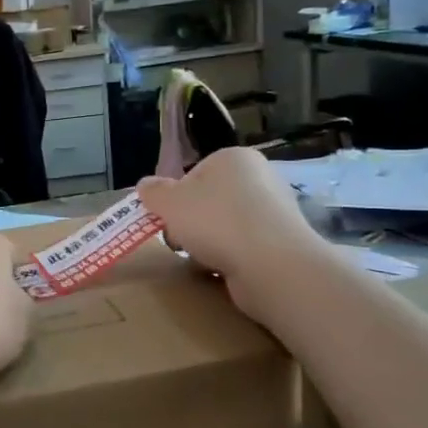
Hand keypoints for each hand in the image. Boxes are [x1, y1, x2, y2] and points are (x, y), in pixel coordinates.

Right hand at [138, 148, 318, 307]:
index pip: (194, 173)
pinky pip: (244, 246)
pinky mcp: (282, 242)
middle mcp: (260, 177)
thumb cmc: (215, 222)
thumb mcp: (170, 202)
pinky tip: (223, 269)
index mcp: (234, 158)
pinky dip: (231, 256)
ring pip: (225, 225)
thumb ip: (153, 192)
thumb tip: (145, 185)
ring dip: (209, 241)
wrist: (271, 264)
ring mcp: (275, 211)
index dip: (176, 197)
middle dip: (191, 222)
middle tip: (180, 240)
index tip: (168, 218)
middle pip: (210, 200)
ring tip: (202, 258)